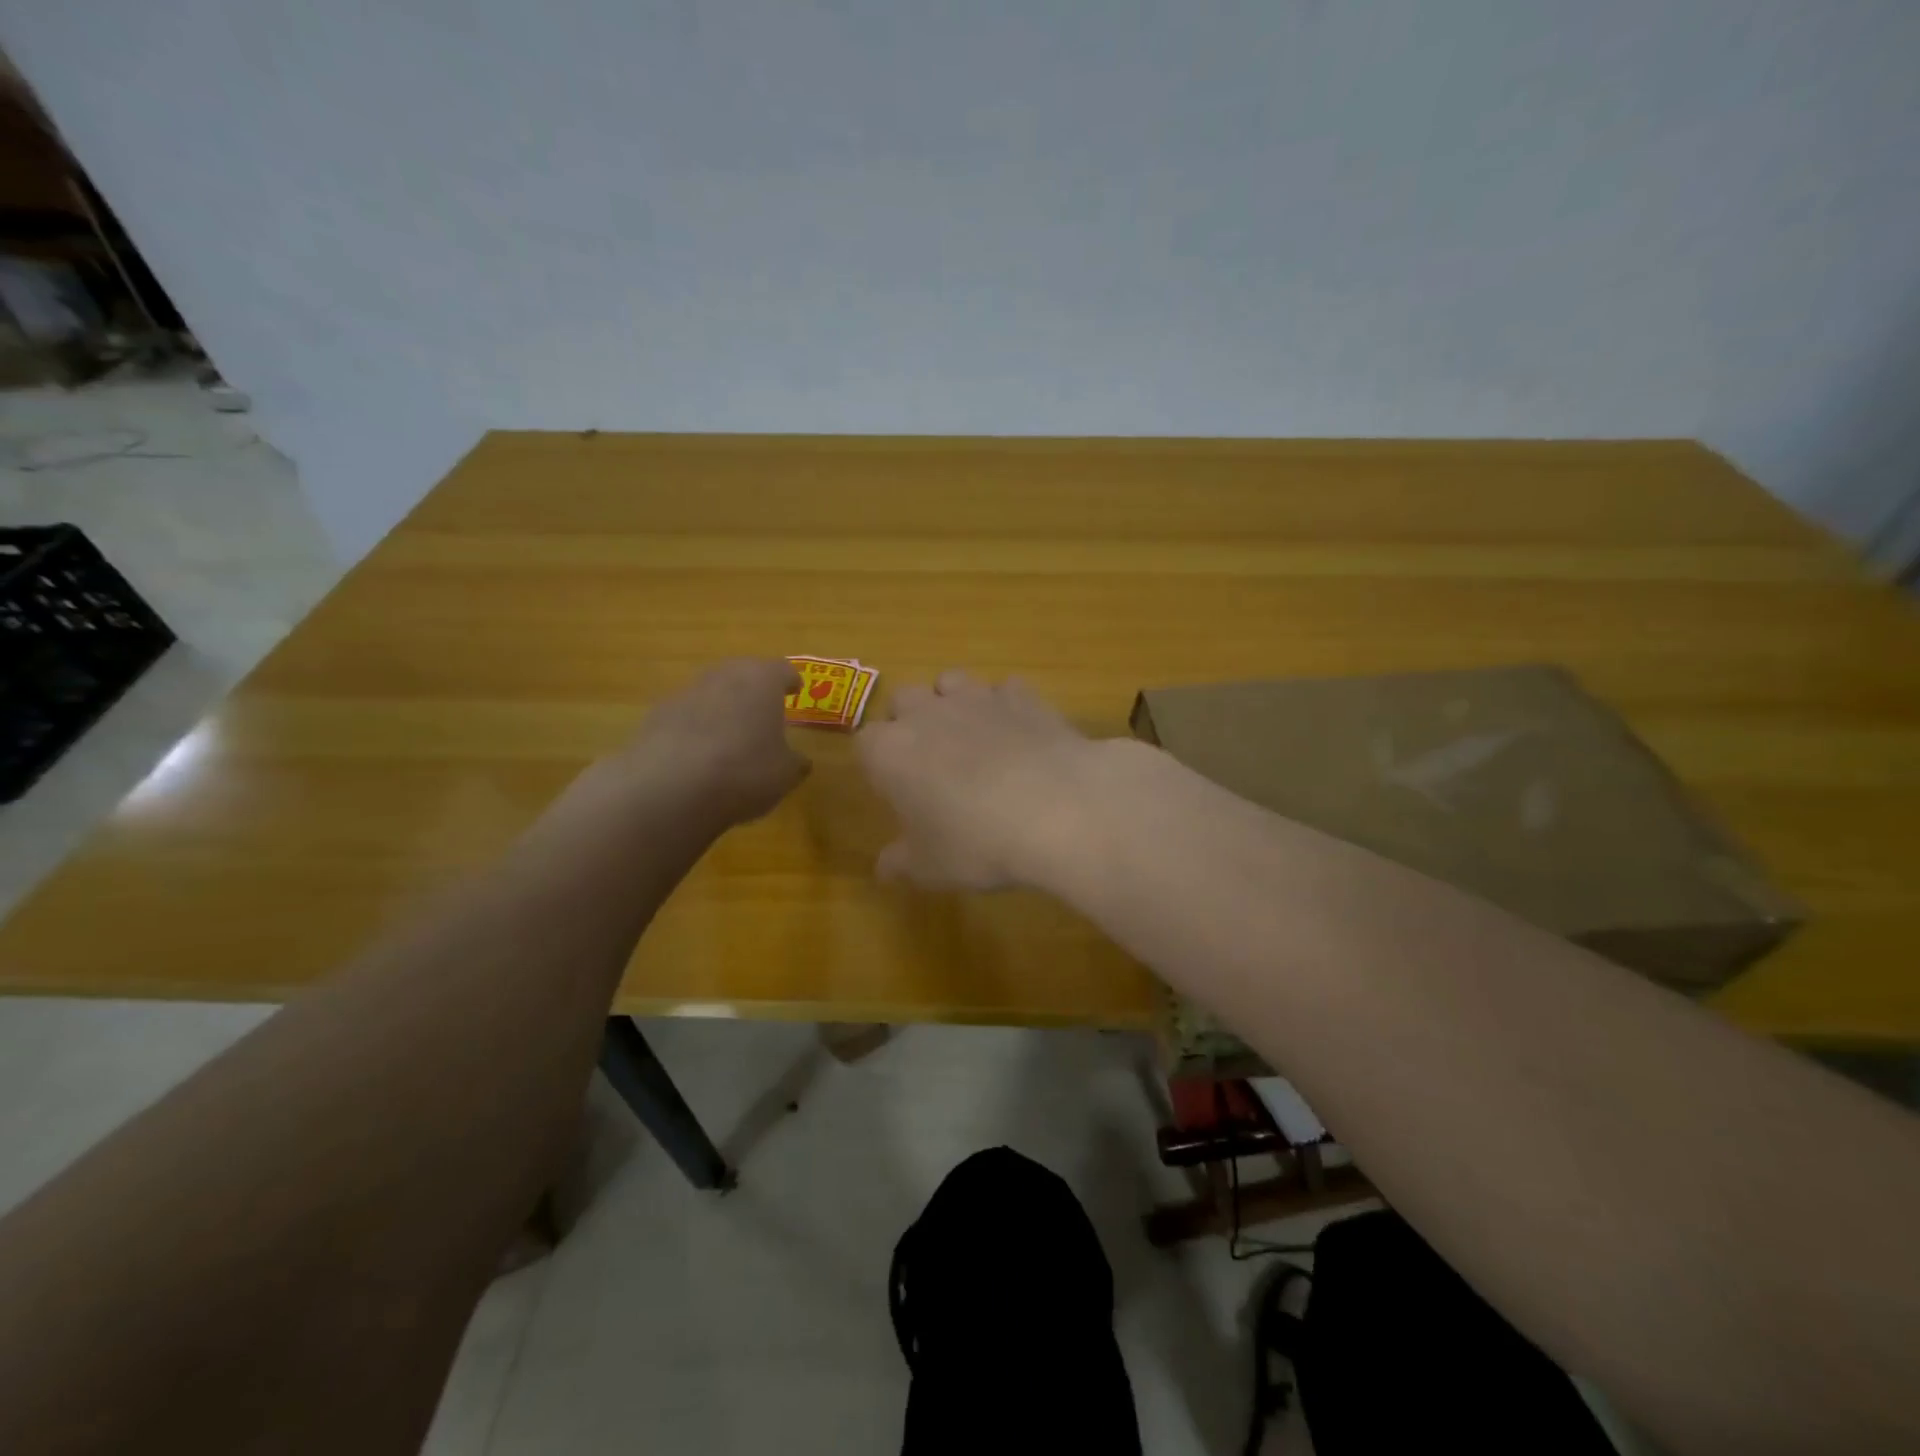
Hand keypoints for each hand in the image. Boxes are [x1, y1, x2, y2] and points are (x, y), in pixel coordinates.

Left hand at [624, 658, 808, 826]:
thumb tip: (799, 761)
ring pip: (712, 693)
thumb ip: (794, 762)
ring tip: (730, 736)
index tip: (795, 691)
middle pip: (743, 673)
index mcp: (762, 680)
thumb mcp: (784, 774)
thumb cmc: (744, 771)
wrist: (669, 787)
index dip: (790, 681)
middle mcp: (723, 676)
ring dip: (722, 708)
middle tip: (763, 711)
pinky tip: (698, 755)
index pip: (782, 670)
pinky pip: (686, 715)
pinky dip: (695, 728)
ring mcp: (686, 692)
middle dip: (754, 690)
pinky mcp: (656, 715)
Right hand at [857, 670, 1104, 889]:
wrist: (1057, 809)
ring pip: (951, 681)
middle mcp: (926, 714)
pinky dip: (1006, 706)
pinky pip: (1005, 689)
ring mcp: (977, 698)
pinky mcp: (1022, 696)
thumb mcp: (931, 868)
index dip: (878, 762)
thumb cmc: (977, 843)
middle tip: (930, 760)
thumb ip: (901, 863)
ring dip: (953, 702)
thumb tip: (884, 868)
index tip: (894, 786)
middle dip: (910, 721)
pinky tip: (1019, 734)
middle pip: (904, 700)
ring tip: (972, 738)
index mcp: (890, 752)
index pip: (865, 742)